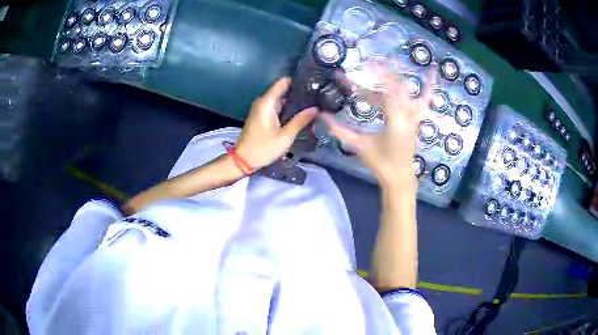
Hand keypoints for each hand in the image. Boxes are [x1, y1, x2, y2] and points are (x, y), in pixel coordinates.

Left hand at [236, 77, 317, 169]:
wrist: (243, 160)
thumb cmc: (263, 148)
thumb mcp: (285, 136)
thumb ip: (300, 120)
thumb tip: (316, 108)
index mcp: (266, 102)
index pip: (283, 82)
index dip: (298, 81)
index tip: (313, 85)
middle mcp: (263, 101)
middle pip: (283, 90)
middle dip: (299, 93)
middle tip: (317, 99)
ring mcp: (261, 108)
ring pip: (281, 99)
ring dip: (294, 103)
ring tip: (313, 106)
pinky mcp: (262, 116)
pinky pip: (277, 107)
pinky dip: (288, 109)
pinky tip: (300, 115)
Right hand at [322, 66, 434, 187]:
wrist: (399, 176)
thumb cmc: (380, 162)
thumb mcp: (360, 145)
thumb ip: (340, 130)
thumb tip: (322, 116)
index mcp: (395, 121)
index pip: (386, 92)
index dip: (376, 77)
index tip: (363, 66)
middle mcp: (408, 115)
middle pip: (397, 87)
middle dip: (382, 73)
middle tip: (367, 64)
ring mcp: (414, 116)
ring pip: (408, 91)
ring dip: (395, 77)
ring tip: (384, 63)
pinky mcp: (416, 118)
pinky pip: (425, 100)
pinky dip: (429, 86)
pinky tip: (433, 73)